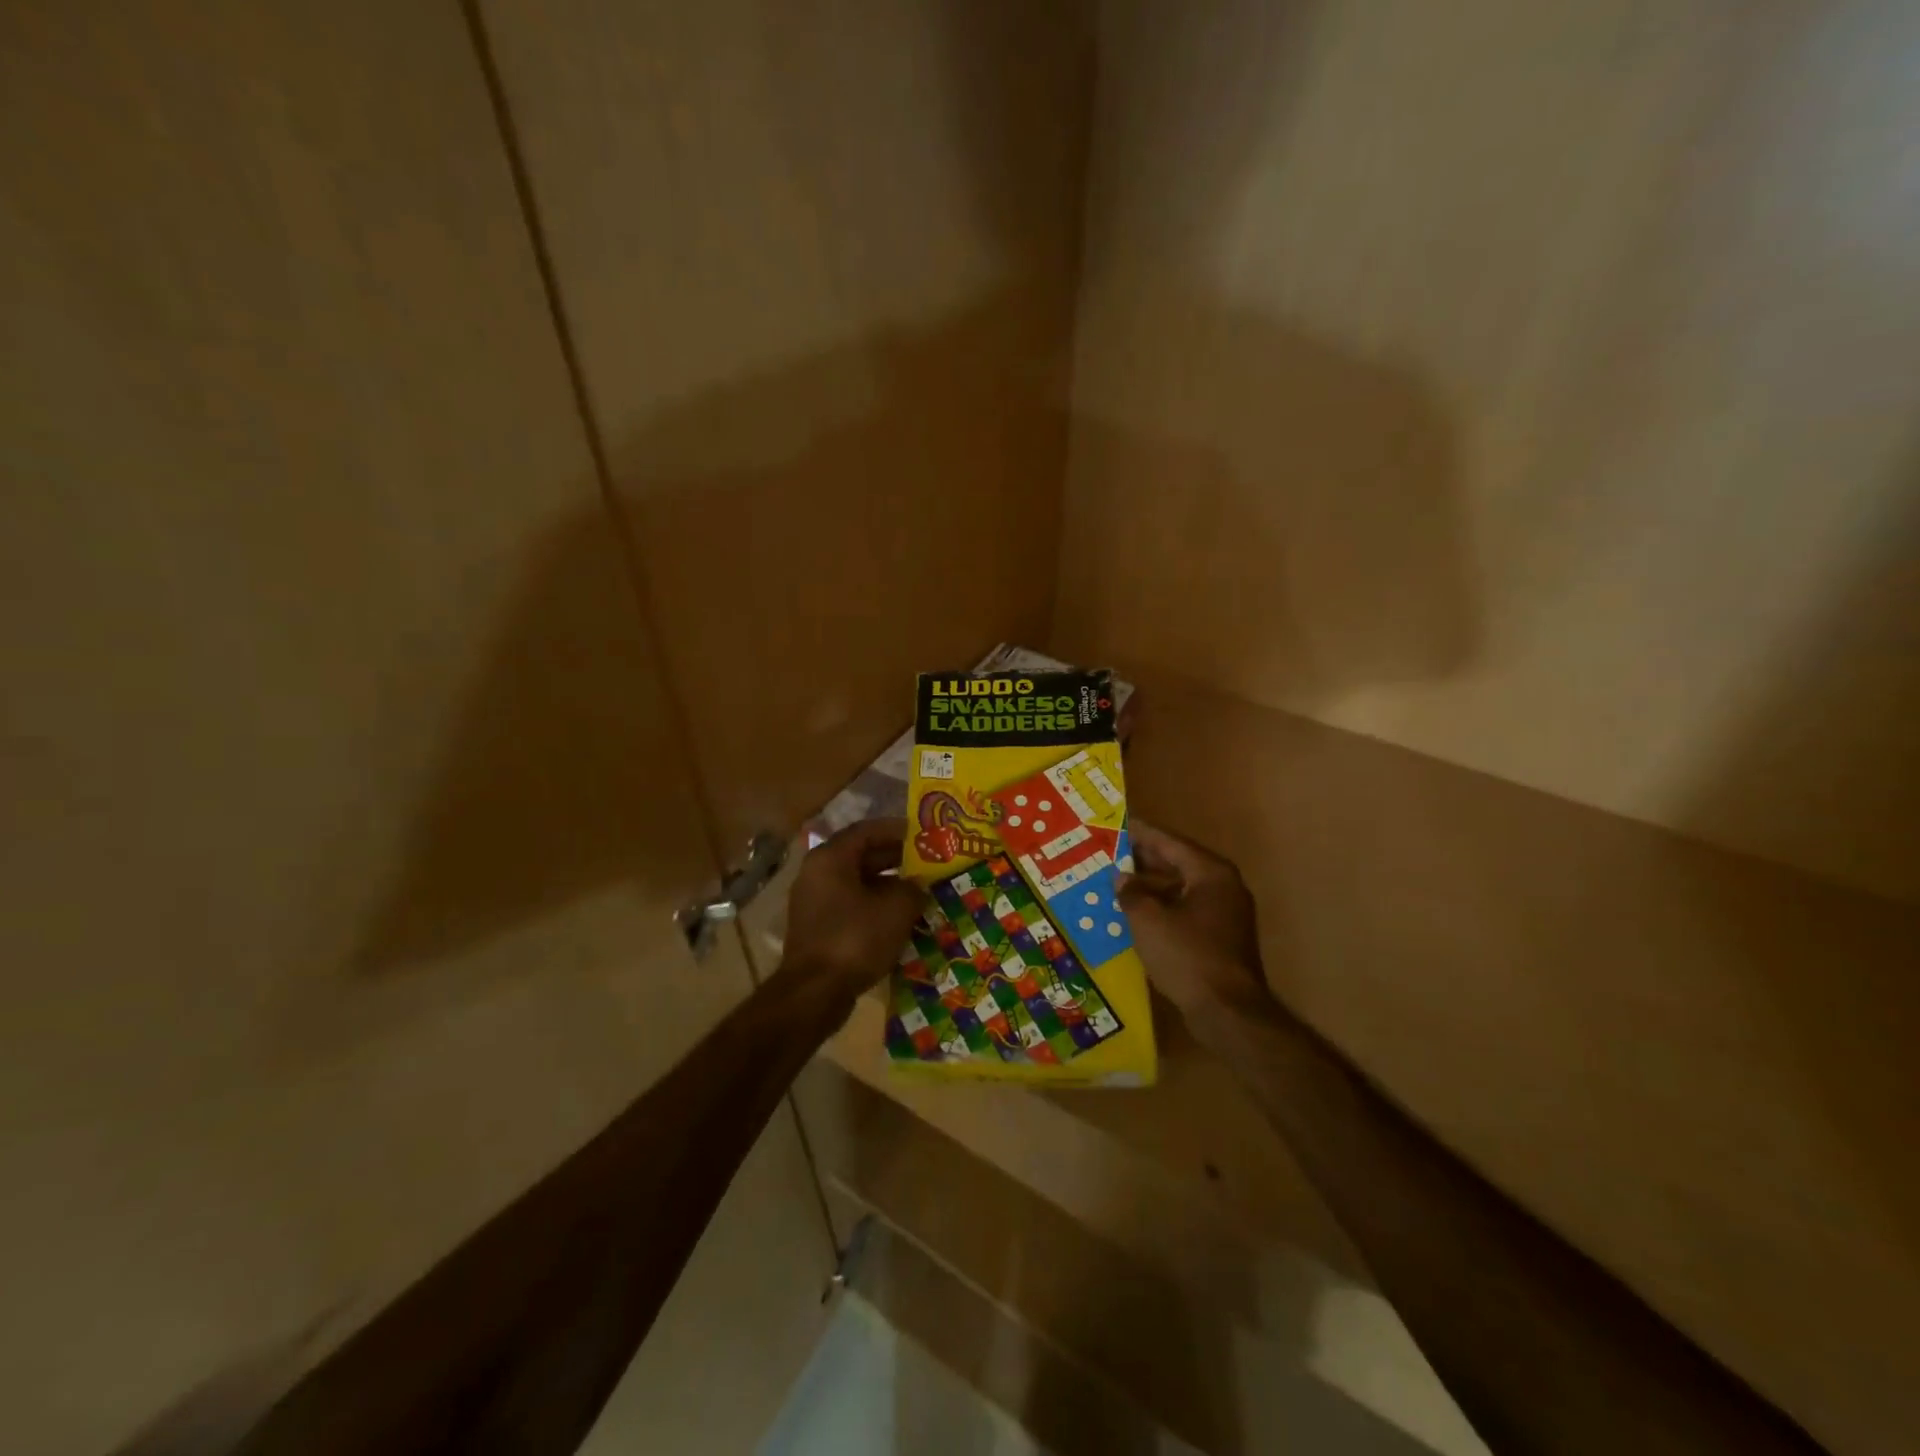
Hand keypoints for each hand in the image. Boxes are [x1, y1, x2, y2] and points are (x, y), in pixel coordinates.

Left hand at [781, 818, 927, 999]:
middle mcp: (816, 872)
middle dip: (894, 858)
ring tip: (918, 890)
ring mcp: (813, 901)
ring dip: (886, 884)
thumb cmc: (856, 938)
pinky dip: (874, 905)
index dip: (897, 830)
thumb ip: (913, 888)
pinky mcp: (817, 927)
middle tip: (925, 862)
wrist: (815, 992)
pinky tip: (898, 918)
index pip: (866, 830)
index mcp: (831, 858)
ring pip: (856, 882)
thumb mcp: (897, 908)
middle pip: (860, 855)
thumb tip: (918, 884)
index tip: (922, 834)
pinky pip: (850, 904)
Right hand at [1118, 822, 1272, 1017]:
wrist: (1228, 1012)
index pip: (1170, 842)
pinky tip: (1136, 915)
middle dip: (1144, 860)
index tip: (1117, 825)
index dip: (1141, 834)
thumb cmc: (1187, 955)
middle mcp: (1223, 886)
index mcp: (1210, 873)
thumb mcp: (1148, 920)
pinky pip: (1186, 911)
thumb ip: (1132, 893)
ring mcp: (1226, 913)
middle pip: (1178, 863)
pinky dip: (1162, 908)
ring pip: (1181, 889)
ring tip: (1117, 884)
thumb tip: (1122, 879)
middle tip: (1111, 853)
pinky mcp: (1221, 938)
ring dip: (1151, 887)